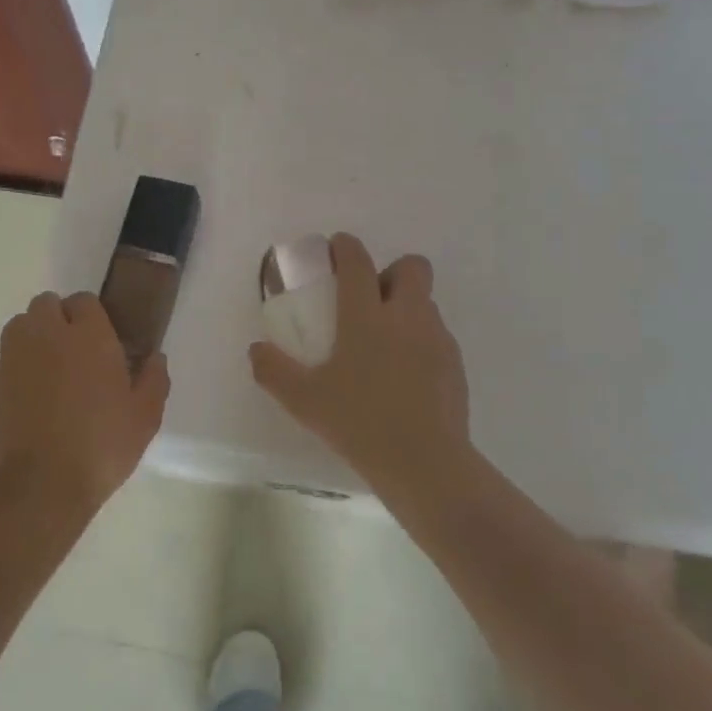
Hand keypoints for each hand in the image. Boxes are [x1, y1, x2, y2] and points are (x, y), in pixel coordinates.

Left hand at [0, 291, 169, 511]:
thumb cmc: (102, 444)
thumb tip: (155, 357)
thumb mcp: (145, 416)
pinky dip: (18, 370)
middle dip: (59, 318)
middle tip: (75, 351)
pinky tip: (32, 400)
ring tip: (49, 369)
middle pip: (46, 304)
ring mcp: (14, 358)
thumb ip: (154, 379)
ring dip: (34, 336)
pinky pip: (6, 361)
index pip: (85, 301)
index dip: (92, 317)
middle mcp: (47, 335)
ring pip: (20, 326)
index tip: (102, 341)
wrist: (42, 483)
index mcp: (89, 335)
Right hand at [249, 234, 469, 487]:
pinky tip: (405, 375)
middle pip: (411, 267)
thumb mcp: (304, 401)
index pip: (358, 262)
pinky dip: (420, 340)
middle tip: (370, 300)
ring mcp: (437, 339)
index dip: (346, 246)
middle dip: (391, 271)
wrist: (425, 463)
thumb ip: (274, 370)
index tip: (337, 247)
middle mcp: (406, 316)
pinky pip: (437, 335)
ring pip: (426, 302)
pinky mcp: (455, 364)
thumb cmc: (359, 423)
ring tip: (385, 344)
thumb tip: (256, 350)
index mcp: (366, 317)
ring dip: (406, 307)